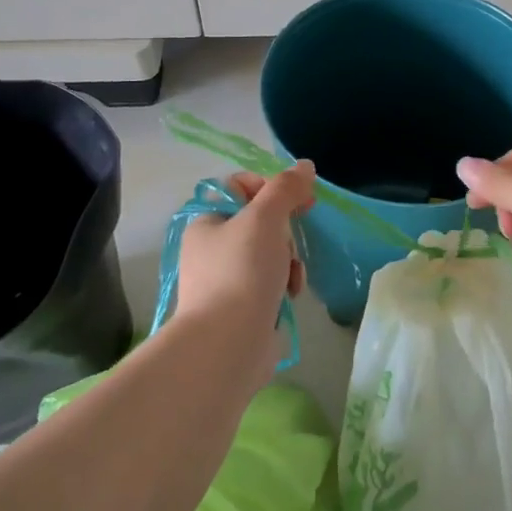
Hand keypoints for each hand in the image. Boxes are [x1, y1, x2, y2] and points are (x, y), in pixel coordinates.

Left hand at [172, 163, 315, 367]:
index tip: (299, 199)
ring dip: (289, 260)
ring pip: (271, 252)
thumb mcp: (265, 218)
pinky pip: (271, 282)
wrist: (228, 344)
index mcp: (207, 221)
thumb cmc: (241, 272)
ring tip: (292, 277)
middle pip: (261, 221)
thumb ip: (286, 188)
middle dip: (285, 232)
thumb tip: (305, 166)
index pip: (241, 187)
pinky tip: (290, 295)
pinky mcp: (242, 306)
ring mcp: (226, 279)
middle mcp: (211, 248)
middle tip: (292, 243)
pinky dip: (284, 284)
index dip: (272, 188)